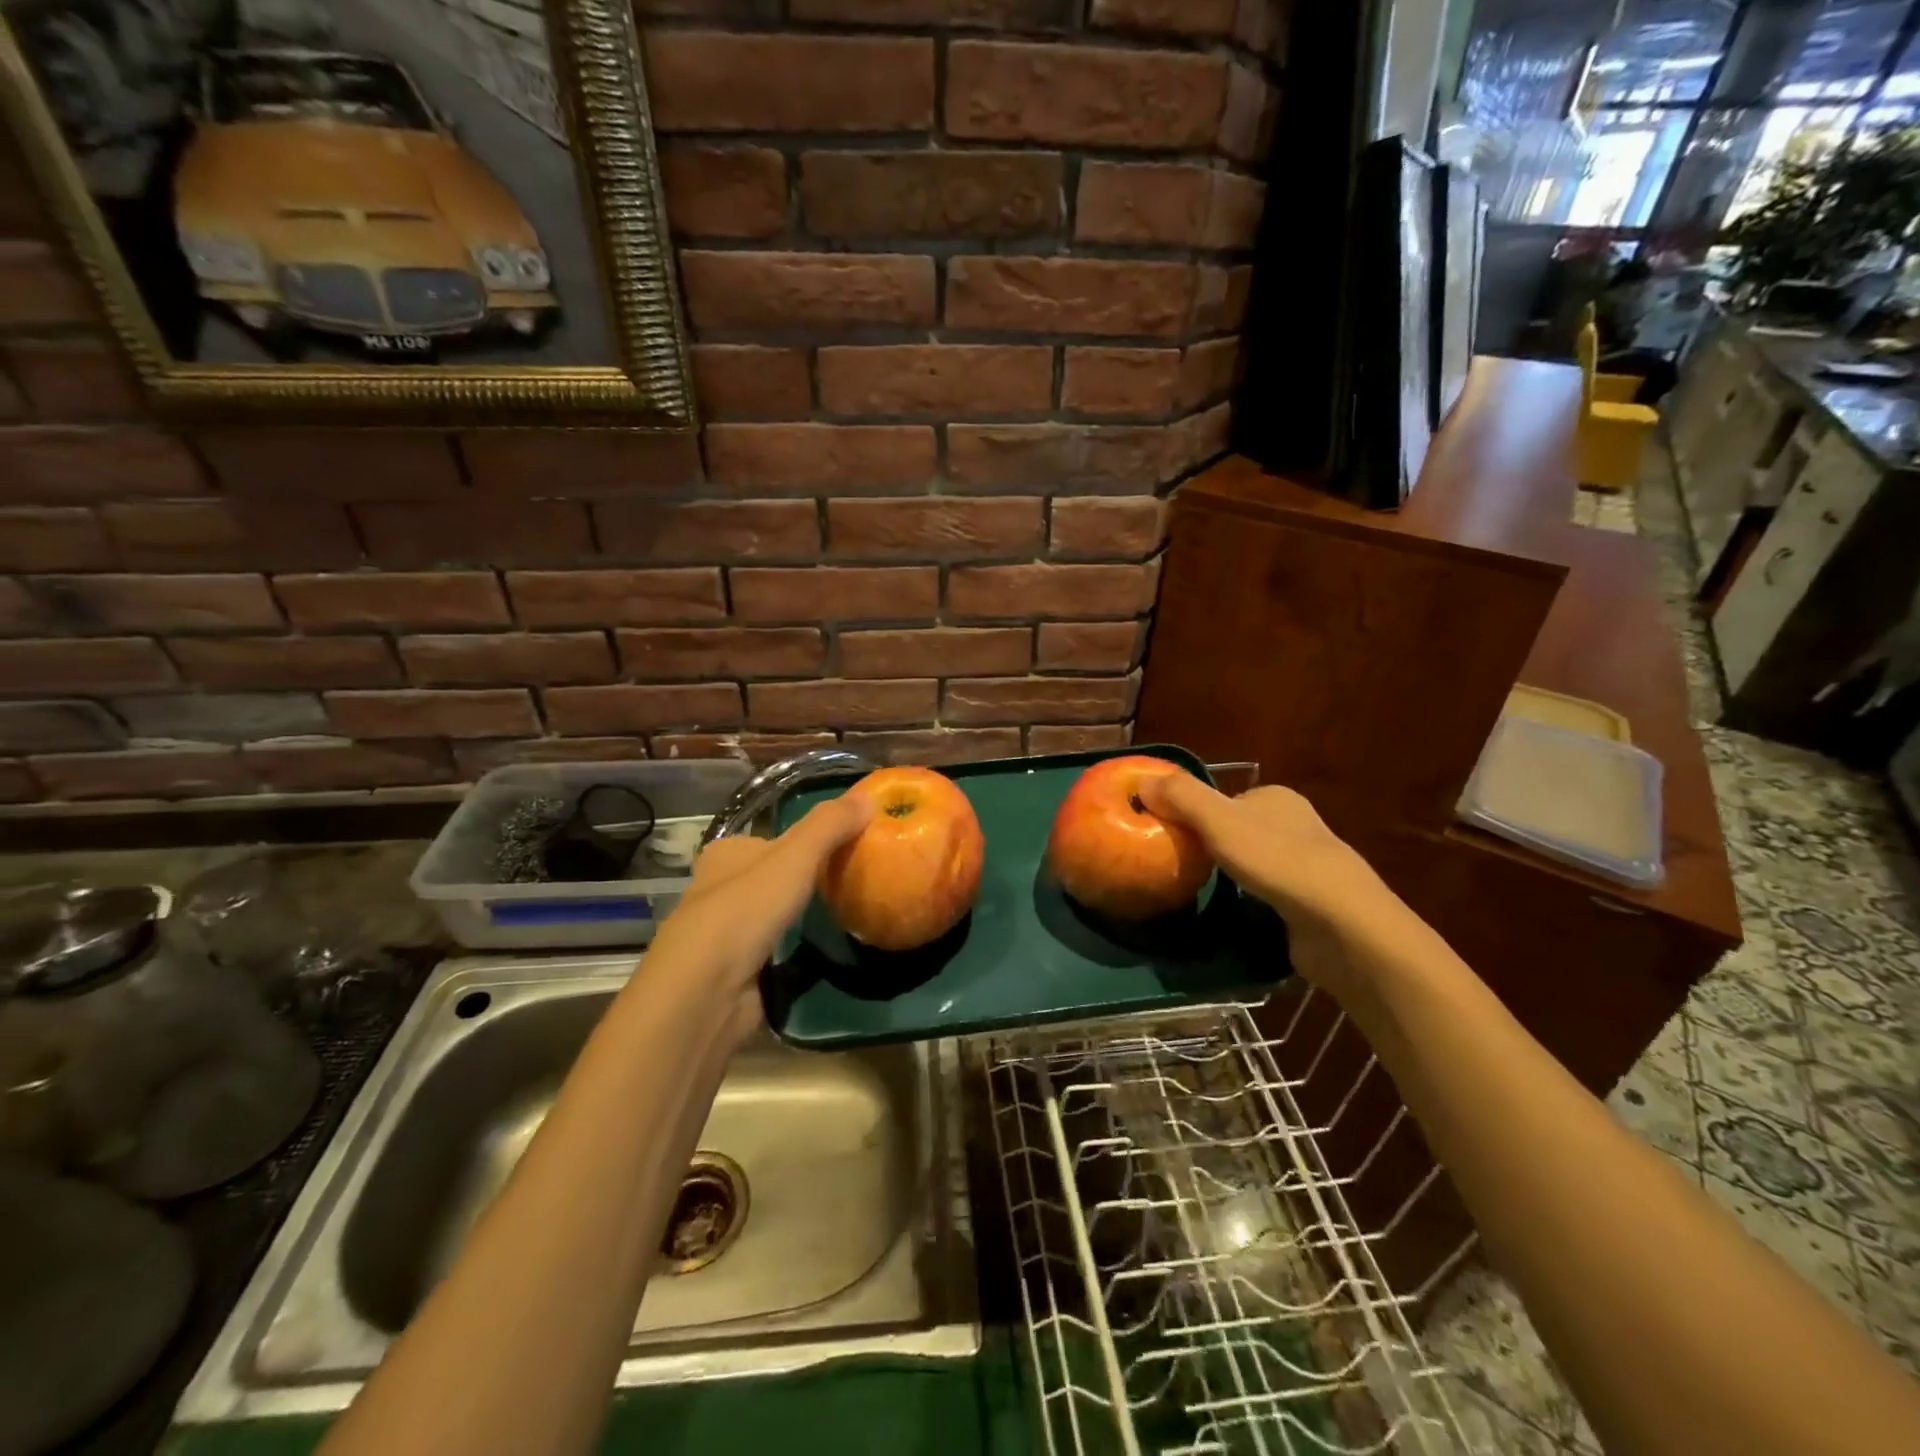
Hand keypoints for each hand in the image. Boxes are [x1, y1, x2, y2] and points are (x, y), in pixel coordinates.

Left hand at [643, 794, 875, 1043]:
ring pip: (774, 916)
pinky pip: (776, 952)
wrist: (706, 992)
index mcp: (725, 855)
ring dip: (803, 918)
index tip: (846, 847)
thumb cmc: (745, 910)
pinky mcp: (736, 972)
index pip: (770, 839)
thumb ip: (830, 825)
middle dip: (807, 881)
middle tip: (854, 882)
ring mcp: (726, 935)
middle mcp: (719, 890)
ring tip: (848, 915)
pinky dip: (798, 952)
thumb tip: (869, 796)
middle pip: (773, 878)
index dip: (806, 840)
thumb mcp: (794, 856)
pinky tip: (825, 952)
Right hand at [1137, 774, 1411, 996]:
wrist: (1341, 923)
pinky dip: (1250, 901)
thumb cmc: (1277, 860)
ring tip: (1200, 891)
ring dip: (1231, 876)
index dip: (1196, 813)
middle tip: (1179, 864)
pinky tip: (1235, 914)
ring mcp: (1308, 866)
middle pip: (1239, 830)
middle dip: (1213, 846)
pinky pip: (1269, 895)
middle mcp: (1296, 825)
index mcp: (1278, 797)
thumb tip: (1142, 781)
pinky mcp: (1311, 904)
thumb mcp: (1218, 820)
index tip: (1170, 834)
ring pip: (1254, 864)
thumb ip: (1181, 797)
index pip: (1226, 799)